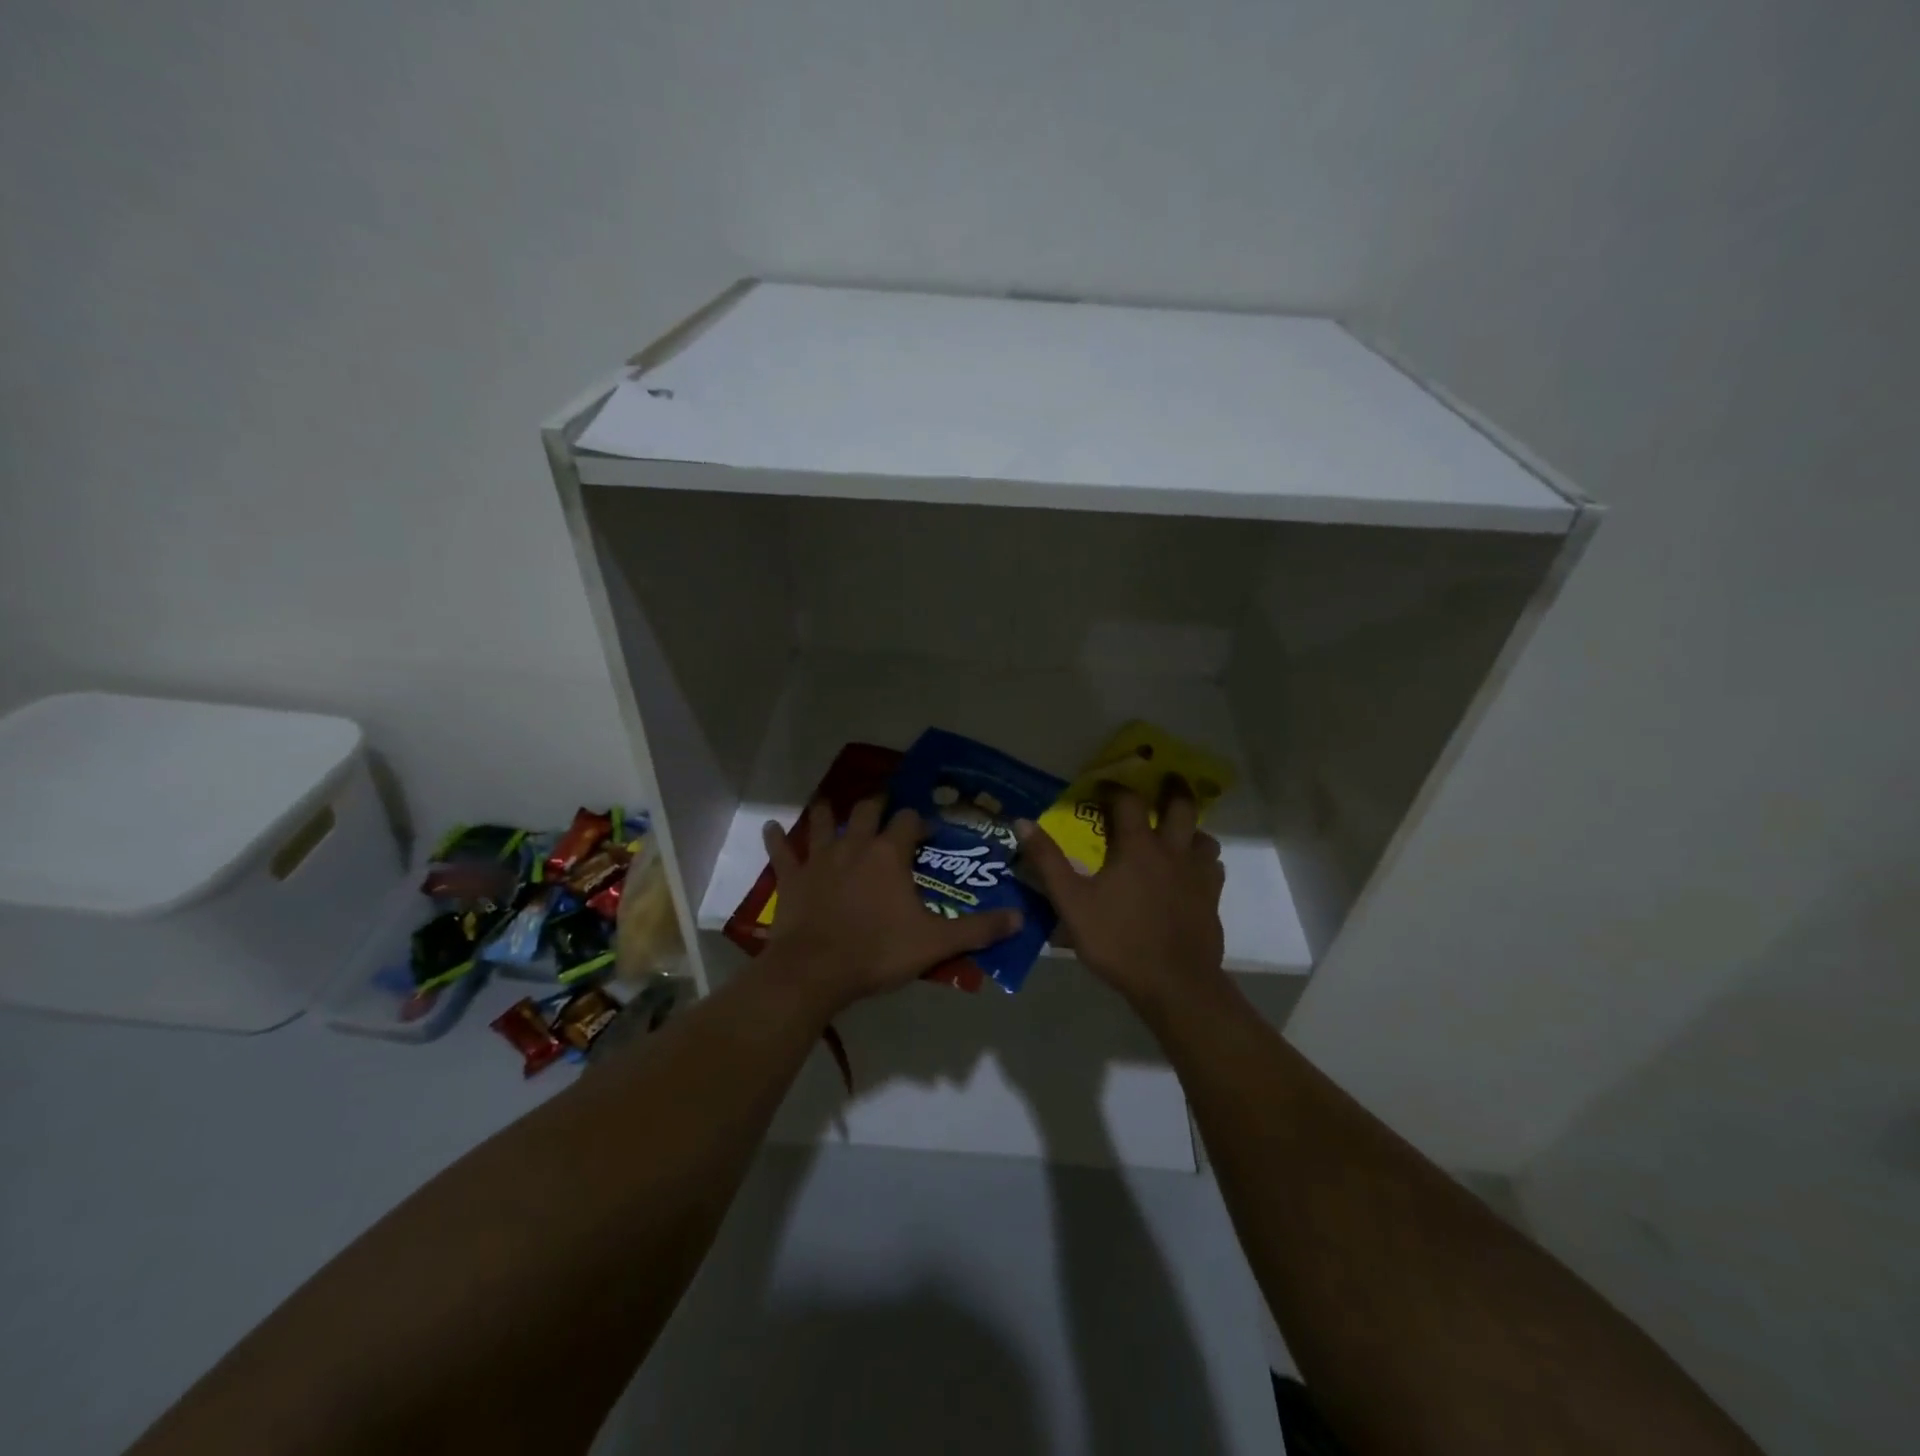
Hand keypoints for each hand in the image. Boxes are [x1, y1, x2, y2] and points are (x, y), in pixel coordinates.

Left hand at [760, 796, 1023, 1012]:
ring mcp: (820, 859)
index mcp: (889, 854)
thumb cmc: (877, 952)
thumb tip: (1020, 918)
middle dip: (877, 805)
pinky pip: (782, 852)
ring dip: (827, 812)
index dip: (919, 822)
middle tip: (884, 808)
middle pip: (866, 811)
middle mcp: (854, 846)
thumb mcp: (935, 942)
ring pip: (823, 823)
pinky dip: (777, 840)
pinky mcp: (792, 878)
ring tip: (830, 803)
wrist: (815, 971)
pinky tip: (771, 828)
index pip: (908, 821)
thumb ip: (978, 929)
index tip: (926, 833)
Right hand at [1017, 778, 1227, 1013]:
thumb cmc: (1118, 941)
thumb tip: (1022, 822)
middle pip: (1180, 807)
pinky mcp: (1212, 900)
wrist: (1175, 984)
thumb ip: (1047, 861)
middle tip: (1165, 779)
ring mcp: (1197, 876)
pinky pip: (1213, 868)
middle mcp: (1172, 851)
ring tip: (1178, 830)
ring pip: (1203, 837)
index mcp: (1137, 847)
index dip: (1115, 789)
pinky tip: (1191, 872)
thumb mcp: (1071, 902)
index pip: (1128, 802)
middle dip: (1172, 789)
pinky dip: (1202, 861)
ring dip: (1190, 827)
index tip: (1103, 787)